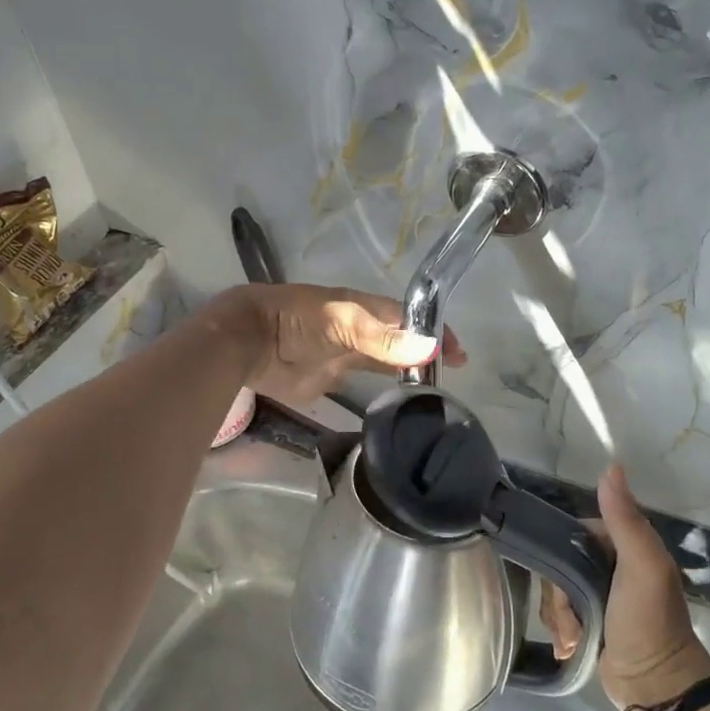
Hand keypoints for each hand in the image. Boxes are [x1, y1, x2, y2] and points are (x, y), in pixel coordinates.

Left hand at [207, 283, 465, 406]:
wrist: (249, 342)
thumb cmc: (297, 321)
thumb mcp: (344, 323)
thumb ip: (384, 338)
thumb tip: (431, 348)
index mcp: (365, 308)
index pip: (410, 317)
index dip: (435, 331)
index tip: (460, 355)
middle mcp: (361, 329)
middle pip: (401, 339)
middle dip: (426, 352)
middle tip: (453, 376)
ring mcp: (347, 353)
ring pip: (386, 361)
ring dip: (408, 371)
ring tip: (435, 391)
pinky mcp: (332, 377)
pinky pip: (366, 381)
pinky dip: (385, 388)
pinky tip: (400, 402)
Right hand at [541, 464, 709, 709]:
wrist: (657, 687)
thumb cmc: (649, 622)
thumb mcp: (641, 566)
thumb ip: (625, 518)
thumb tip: (611, 466)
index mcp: (623, 545)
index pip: (573, 534)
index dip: (561, 555)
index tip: (564, 582)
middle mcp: (610, 565)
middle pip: (560, 565)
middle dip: (558, 594)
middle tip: (570, 619)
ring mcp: (599, 595)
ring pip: (556, 591)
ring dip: (559, 616)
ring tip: (573, 639)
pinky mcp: (590, 622)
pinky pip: (560, 615)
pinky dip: (561, 631)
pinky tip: (570, 647)